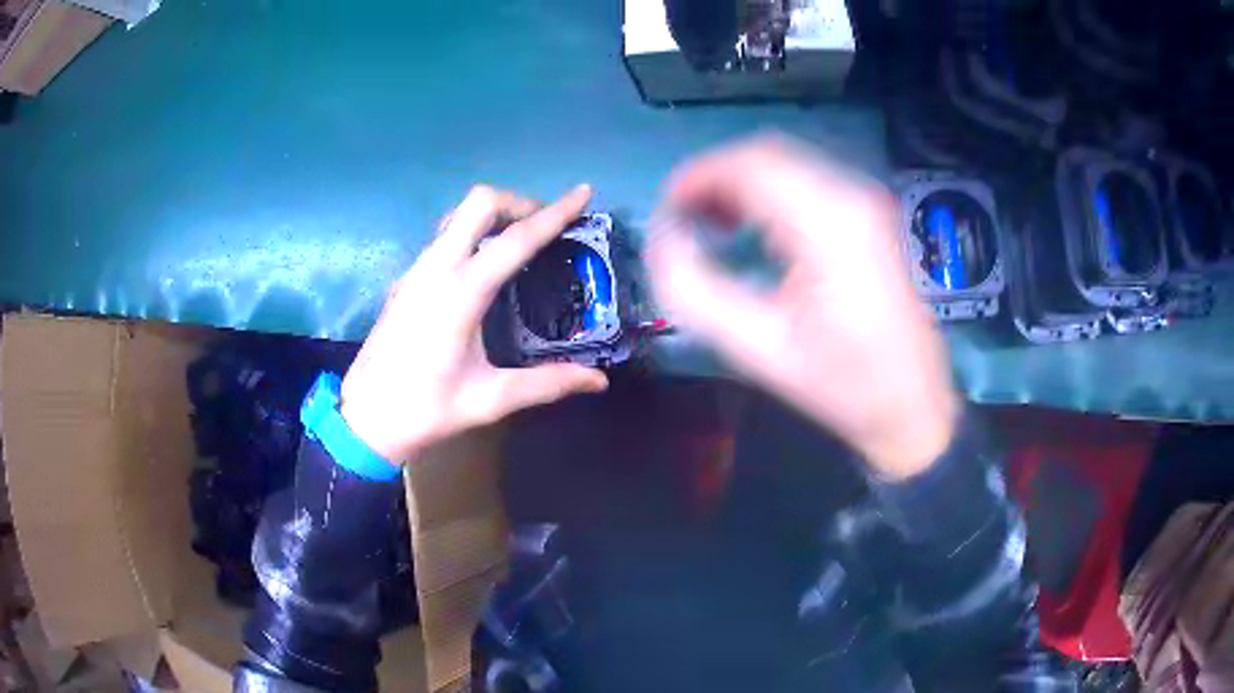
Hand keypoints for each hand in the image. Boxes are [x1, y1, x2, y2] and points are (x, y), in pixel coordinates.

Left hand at [341, 184, 609, 463]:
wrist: (363, 419)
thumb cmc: (425, 409)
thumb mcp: (489, 399)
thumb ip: (546, 384)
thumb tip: (598, 380)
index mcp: (461, 292)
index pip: (516, 239)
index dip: (554, 213)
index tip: (582, 194)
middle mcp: (435, 269)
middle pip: (478, 203)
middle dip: (518, 202)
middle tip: (545, 226)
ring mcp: (416, 271)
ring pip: (457, 216)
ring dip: (493, 215)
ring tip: (521, 242)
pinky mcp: (405, 281)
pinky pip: (443, 238)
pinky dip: (472, 234)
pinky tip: (483, 268)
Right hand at [647, 136, 957, 478]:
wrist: (912, 407)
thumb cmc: (840, 386)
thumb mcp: (757, 348)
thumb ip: (695, 290)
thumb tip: (664, 239)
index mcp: (827, 226)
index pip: (750, 166)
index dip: (698, 176)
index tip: (666, 209)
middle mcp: (851, 198)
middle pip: (768, 155)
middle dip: (716, 177)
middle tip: (684, 218)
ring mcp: (866, 204)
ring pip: (787, 164)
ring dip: (743, 183)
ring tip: (711, 222)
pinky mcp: (870, 217)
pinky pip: (808, 182)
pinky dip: (770, 193)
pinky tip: (754, 227)